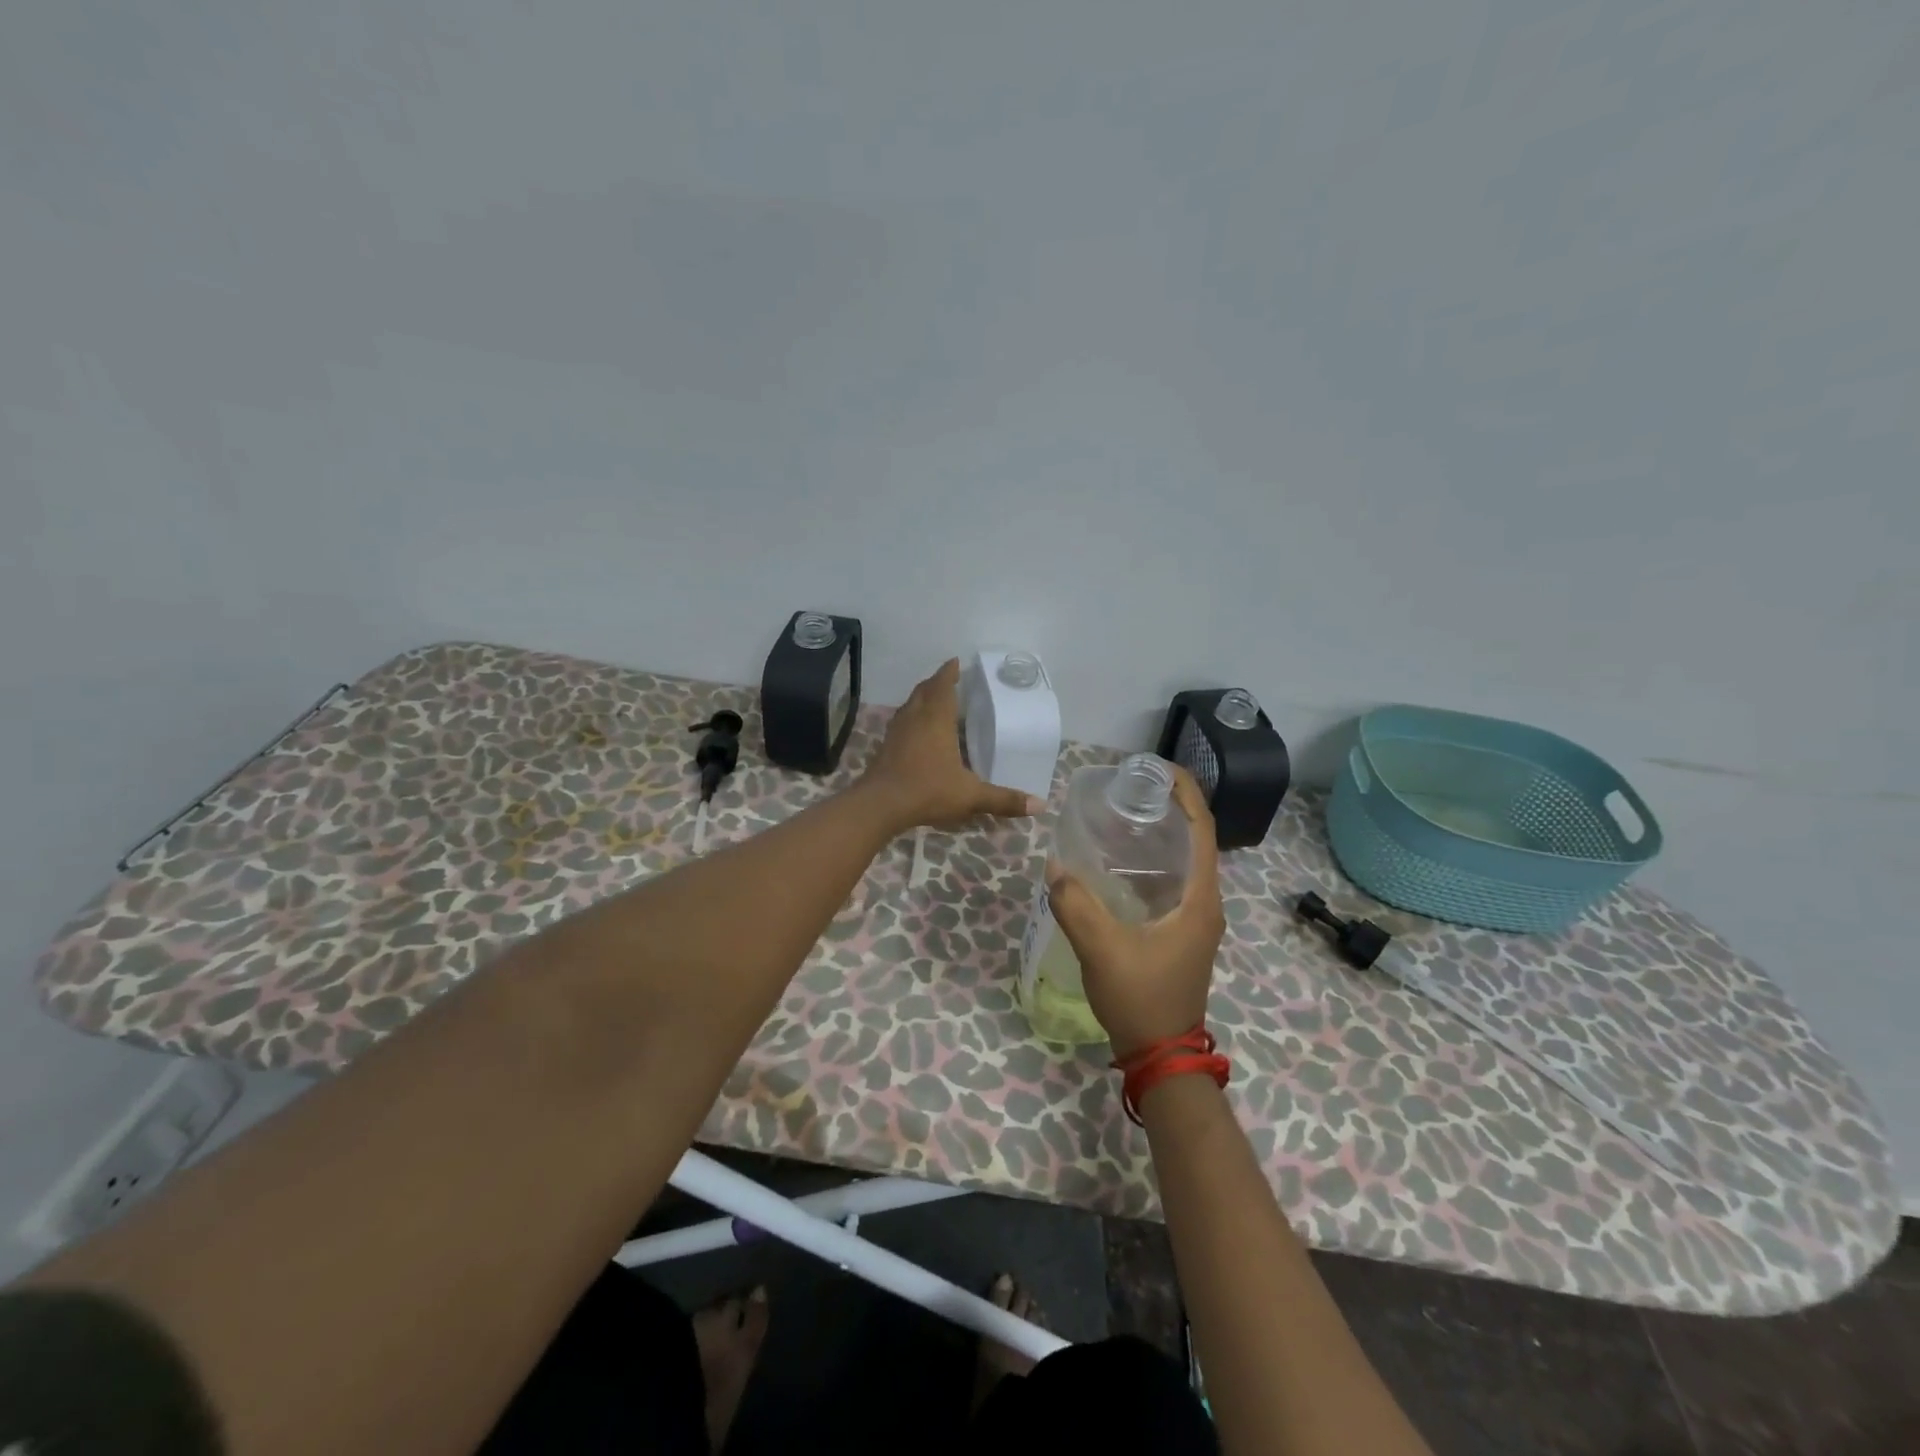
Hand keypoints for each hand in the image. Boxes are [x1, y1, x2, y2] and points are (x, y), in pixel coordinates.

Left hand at [861, 659, 1043, 831]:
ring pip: (910, 705)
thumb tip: (1040, 805)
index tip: (955, 662)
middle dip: (936, 682)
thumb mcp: (971, 795)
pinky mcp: (886, 746)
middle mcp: (915, 718)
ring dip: (922, 698)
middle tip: (949, 679)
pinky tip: (917, 730)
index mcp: (936, 719)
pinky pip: (901, 721)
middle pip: (924, 690)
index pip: (942, 685)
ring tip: (934, 700)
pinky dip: (911, 717)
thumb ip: (1003, 799)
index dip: (949, 672)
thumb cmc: (928, 790)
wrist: (881, 804)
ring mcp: (897, 731)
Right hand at [1045, 768, 1224, 1058]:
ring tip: (1119, 819)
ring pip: (1182, 865)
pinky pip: (1170, 885)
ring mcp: (1194, 921)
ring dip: (1159, 837)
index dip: (1186, 793)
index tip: (1157, 769)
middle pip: (1194, 841)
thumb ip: (1076, 905)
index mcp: (1199, 900)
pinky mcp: (1180, 934)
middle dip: (1168, 809)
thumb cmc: (1141, 998)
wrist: (1161, 1055)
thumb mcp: (1102, 949)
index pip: (1202, 830)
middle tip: (1127, 791)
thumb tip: (1055, 866)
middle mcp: (1205, 904)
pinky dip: (1149, 866)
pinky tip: (1116, 866)